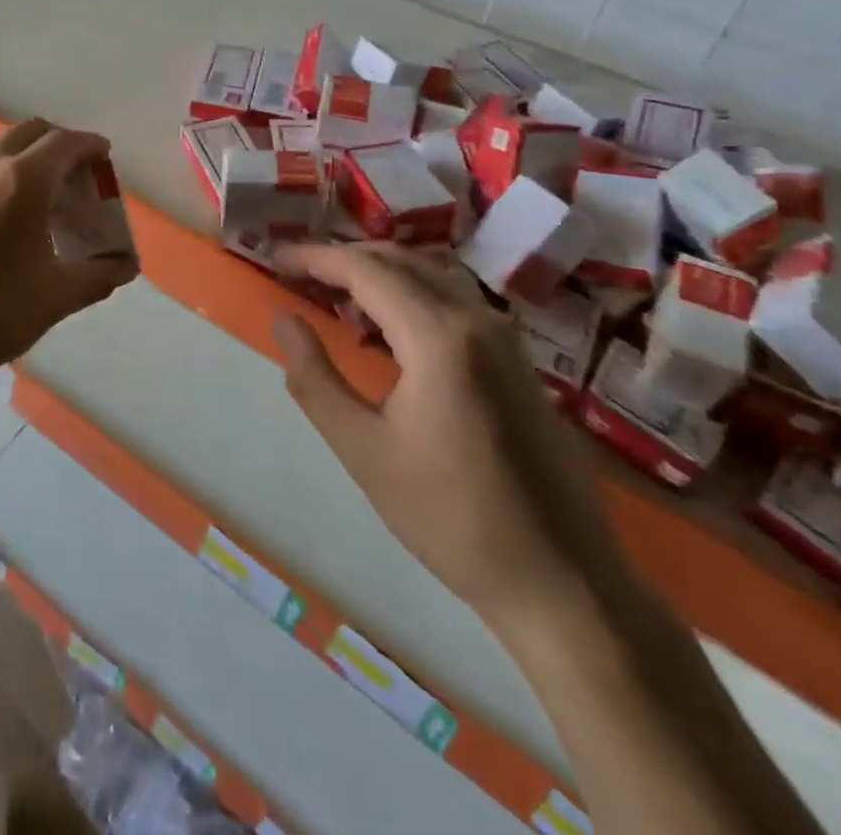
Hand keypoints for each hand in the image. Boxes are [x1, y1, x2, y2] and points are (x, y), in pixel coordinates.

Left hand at [0, 119, 138, 406]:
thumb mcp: (57, 297)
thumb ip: (100, 276)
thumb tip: (126, 266)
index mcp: (23, 180)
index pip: (66, 143)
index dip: (91, 146)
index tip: (105, 158)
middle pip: (31, 133)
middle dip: (60, 145)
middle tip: (79, 177)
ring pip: (0, 153)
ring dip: (29, 162)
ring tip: (45, 204)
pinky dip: (3, 181)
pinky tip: (5, 226)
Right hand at [273, 243, 621, 626]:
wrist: (565, 583)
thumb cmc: (452, 518)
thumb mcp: (364, 451)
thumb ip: (315, 379)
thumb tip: (285, 320)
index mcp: (439, 337)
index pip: (365, 270)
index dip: (315, 257)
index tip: (275, 258)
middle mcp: (477, 320)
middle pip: (400, 261)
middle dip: (344, 257)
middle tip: (298, 271)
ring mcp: (506, 338)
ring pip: (432, 274)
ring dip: (380, 271)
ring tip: (335, 291)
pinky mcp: (518, 361)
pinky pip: (455, 299)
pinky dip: (411, 292)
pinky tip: (389, 326)